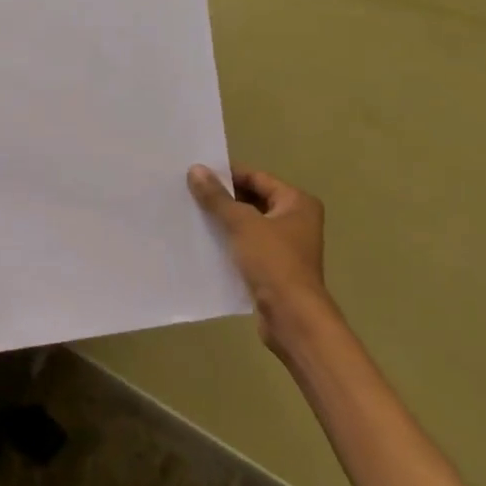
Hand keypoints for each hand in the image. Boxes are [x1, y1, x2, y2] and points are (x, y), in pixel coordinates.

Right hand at [188, 165, 337, 360]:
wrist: (292, 316)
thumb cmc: (273, 262)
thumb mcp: (241, 224)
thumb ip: (217, 197)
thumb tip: (195, 169)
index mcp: (297, 202)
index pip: (257, 177)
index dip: (228, 174)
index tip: (197, 173)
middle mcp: (296, 220)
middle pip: (253, 199)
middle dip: (223, 198)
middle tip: (189, 193)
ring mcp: (286, 245)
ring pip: (249, 224)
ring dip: (224, 220)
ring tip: (192, 214)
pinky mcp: (274, 267)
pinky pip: (247, 245)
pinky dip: (229, 242)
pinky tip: (204, 241)